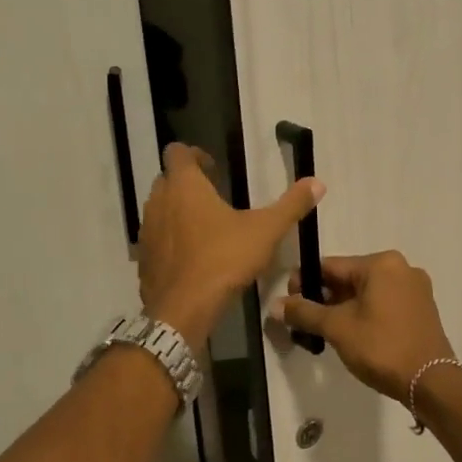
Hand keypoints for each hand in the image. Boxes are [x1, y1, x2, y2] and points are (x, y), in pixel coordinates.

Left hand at [139, 142, 322, 345]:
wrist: (183, 309)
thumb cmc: (224, 259)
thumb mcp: (266, 231)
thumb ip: (291, 205)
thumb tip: (317, 182)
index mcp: (185, 186)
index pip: (177, 152)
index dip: (194, 155)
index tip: (214, 168)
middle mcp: (159, 201)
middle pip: (167, 179)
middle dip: (187, 183)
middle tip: (213, 196)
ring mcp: (146, 230)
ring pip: (159, 209)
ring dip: (176, 210)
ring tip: (204, 226)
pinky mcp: (143, 258)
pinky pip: (155, 238)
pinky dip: (169, 239)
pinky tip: (191, 256)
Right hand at [270, 250, 455, 402]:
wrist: (430, 382)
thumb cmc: (381, 347)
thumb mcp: (337, 328)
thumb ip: (305, 313)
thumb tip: (275, 305)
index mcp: (382, 264)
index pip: (331, 266)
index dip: (305, 282)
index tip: (289, 303)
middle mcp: (401, 268)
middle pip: (349, 278)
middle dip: (325, 298)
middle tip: (305, 322)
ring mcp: (415, 289)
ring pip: (367, 292)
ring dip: (344, 308)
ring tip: (325, 332)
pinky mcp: (422, 309)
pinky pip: (384, 304)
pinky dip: (365, 314)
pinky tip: (353, 335)